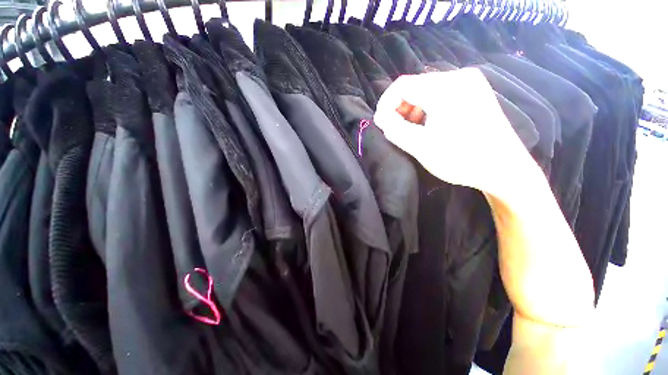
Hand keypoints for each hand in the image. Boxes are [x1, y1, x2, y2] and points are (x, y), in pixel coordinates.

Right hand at [374, 68, 536, 198]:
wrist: (504, 168)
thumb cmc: (460, 159)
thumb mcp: (420, 146)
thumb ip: (395, 129)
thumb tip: (381, 117)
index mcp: (445, 88)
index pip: (402, 85)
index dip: (386, 103)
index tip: (381, 123)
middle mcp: (459, 77)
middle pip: (415, 86)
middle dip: (399, 107)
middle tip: (395, 128)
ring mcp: (470, 82)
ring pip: (426, 89)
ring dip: (412, 108)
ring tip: (411, 128)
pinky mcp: (474, 90)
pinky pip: (440, 93)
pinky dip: (427, 107)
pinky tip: (428, 123)